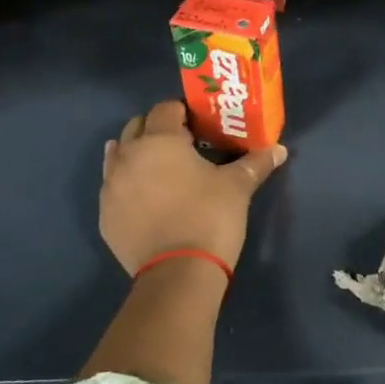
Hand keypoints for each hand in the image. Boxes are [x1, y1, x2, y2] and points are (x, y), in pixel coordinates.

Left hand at [100, 99, 286, 273]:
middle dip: (157, 129)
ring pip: (118, 156)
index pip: (166, 109)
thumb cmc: (209, 217)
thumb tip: (279, 150)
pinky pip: (113, 188)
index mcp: (160, 141)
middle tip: (183, 145)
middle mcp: (128, 156)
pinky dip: (127, 184)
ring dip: (137, 154)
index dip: (183, 112)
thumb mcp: (238, 187)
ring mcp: (111, 187)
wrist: (178, 274)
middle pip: (136, 127)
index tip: (200, 126)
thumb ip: (256, 162)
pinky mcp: (105, 216)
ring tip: (161, 169)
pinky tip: (146, 198)